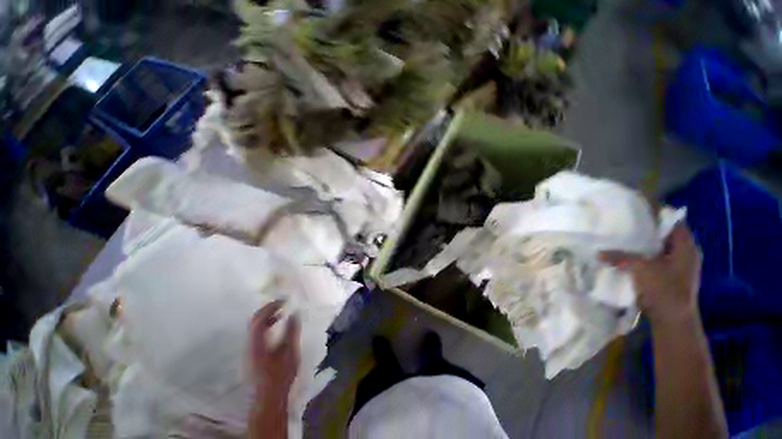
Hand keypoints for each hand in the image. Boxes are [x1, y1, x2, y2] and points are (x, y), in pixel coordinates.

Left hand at [249, 301, 300, 394]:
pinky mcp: (253, 353)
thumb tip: (294, 313)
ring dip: (267, 315)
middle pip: (254, 320)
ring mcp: (250, 349)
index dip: (271, 306)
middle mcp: (250, 343)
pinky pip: (257, 332)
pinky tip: (277, 325)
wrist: (270, 396)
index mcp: (258, 342)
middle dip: (268, 308)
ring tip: (281, 312)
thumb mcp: (290, 351)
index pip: (260, 318)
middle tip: (282, 303)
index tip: (284, 300)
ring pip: (255, 326)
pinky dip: (267, 324)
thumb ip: (292, 330)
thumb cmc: (281, 374)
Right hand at [602, 223, 701, 324]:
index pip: (673, 222)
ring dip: (643, 245)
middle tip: (625, 224)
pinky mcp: (668, 277)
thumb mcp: (641, 268)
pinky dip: (642, 257)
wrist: (672, 319)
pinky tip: (627, 257)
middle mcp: (684, 254)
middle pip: (665, 235)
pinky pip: (654, 260)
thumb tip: (599, 252)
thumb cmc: (663, 288)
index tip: (637, 209)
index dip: (658, 213)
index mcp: (685, 247)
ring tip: (622, 239)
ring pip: (658, 248)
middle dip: (646, 229)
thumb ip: (620, 257)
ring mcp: (677, 267)